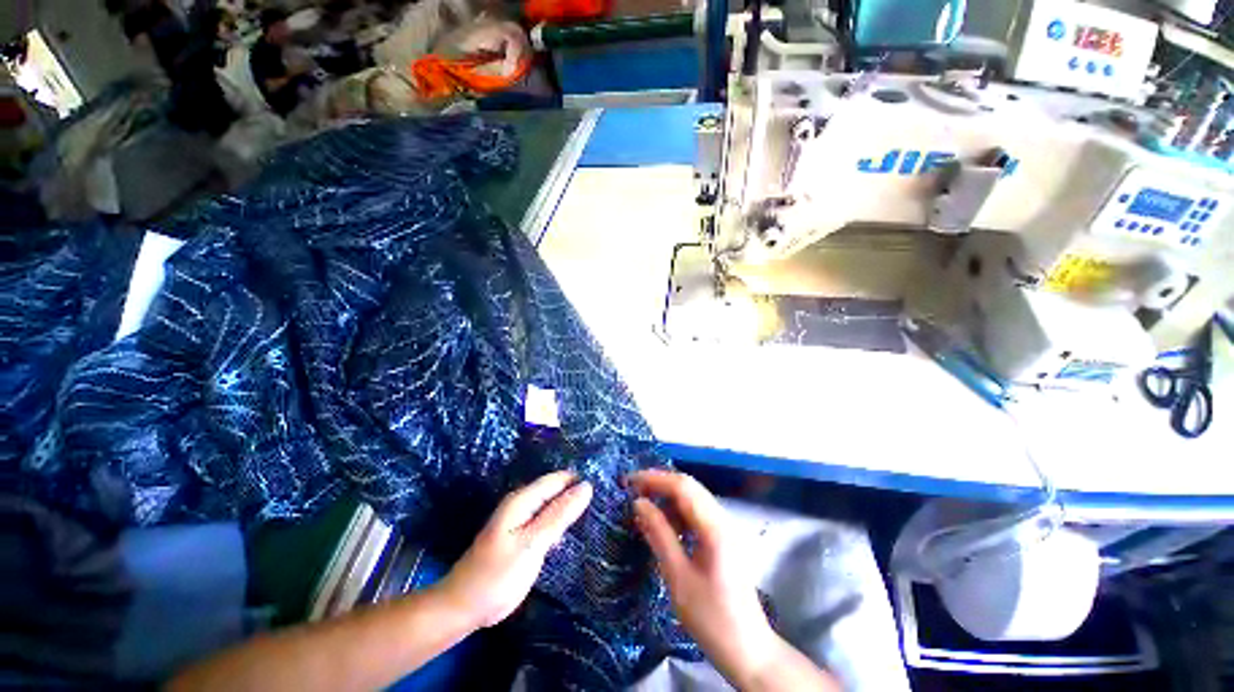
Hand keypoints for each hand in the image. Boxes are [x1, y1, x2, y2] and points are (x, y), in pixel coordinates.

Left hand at [439, 471, 592, 629]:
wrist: (464, 608)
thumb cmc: (496, 576)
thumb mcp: (532, 544)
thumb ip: (559, 515)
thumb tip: (587, 486)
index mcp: (522, 499)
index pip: (559, 479)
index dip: (581, 479)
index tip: (607, 484)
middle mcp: (523, 504)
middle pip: (557, 490)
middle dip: (579, 493)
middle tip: (608, 500)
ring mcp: (524, 521)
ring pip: (554, 506)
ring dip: (572, 508)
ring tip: (601, 511)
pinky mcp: (525, 537)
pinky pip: (549, 522)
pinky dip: (563, 523)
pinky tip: (579, 529)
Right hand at [628, 470, 781, 687]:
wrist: (748, 649)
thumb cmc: (711, 618)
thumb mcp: (678, 577)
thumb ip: (659, 535)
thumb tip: (639, 503)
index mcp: (714, 527)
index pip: (682, 487)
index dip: (654, 479)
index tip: (629, 482)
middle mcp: (722, 519)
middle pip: (689, 486)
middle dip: (659, 483)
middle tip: (632, 490)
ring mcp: (725, 527)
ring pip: (693, 497)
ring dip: (668, 496)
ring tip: (643, 506)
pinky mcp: (723, 537)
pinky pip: (697, 512)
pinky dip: (677, 511)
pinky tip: (663, 524)